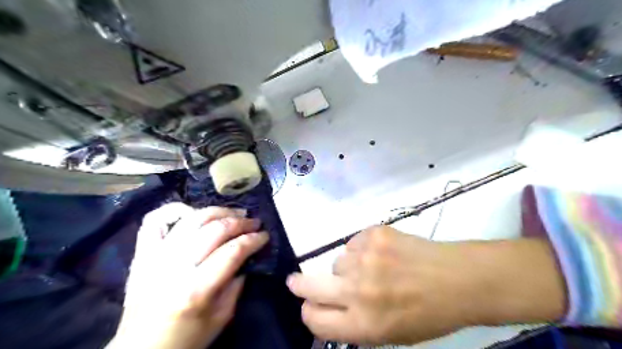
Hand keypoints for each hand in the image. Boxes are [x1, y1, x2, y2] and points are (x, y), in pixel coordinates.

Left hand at [108, 203, 267, 347]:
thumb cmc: (185, 339)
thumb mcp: (220, 318)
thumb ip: (236, 285)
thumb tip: (246, 257)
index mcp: (196, 289)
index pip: (232, 251)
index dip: (253, 239)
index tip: (265, 236)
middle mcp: (175, 267)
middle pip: (215, 230)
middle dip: (240, 222)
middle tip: (254, 222)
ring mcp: (155, 256)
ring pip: (192, 219)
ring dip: (218, 211)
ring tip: (233, 213)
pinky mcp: (142, 253)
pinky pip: (154, 221)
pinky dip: (174, 209)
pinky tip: (192, 212)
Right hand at [288, 226, 567, 345]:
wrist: (458, 279)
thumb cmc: (427, 314)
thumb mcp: (389, 334)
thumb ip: (353, 323)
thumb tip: (326, 307)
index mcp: (363, 324)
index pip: (315, 319)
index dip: (309, 313)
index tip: (308, 306)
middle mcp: (359, 291)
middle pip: (309, 286)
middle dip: (299, 285)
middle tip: (294, 282)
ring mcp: (365, 258)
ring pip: (336, 262)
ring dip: (347, 267)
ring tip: (373, 269)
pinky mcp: (373, 234)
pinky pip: (352, 243)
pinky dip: (360, 250)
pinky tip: (381, 253)